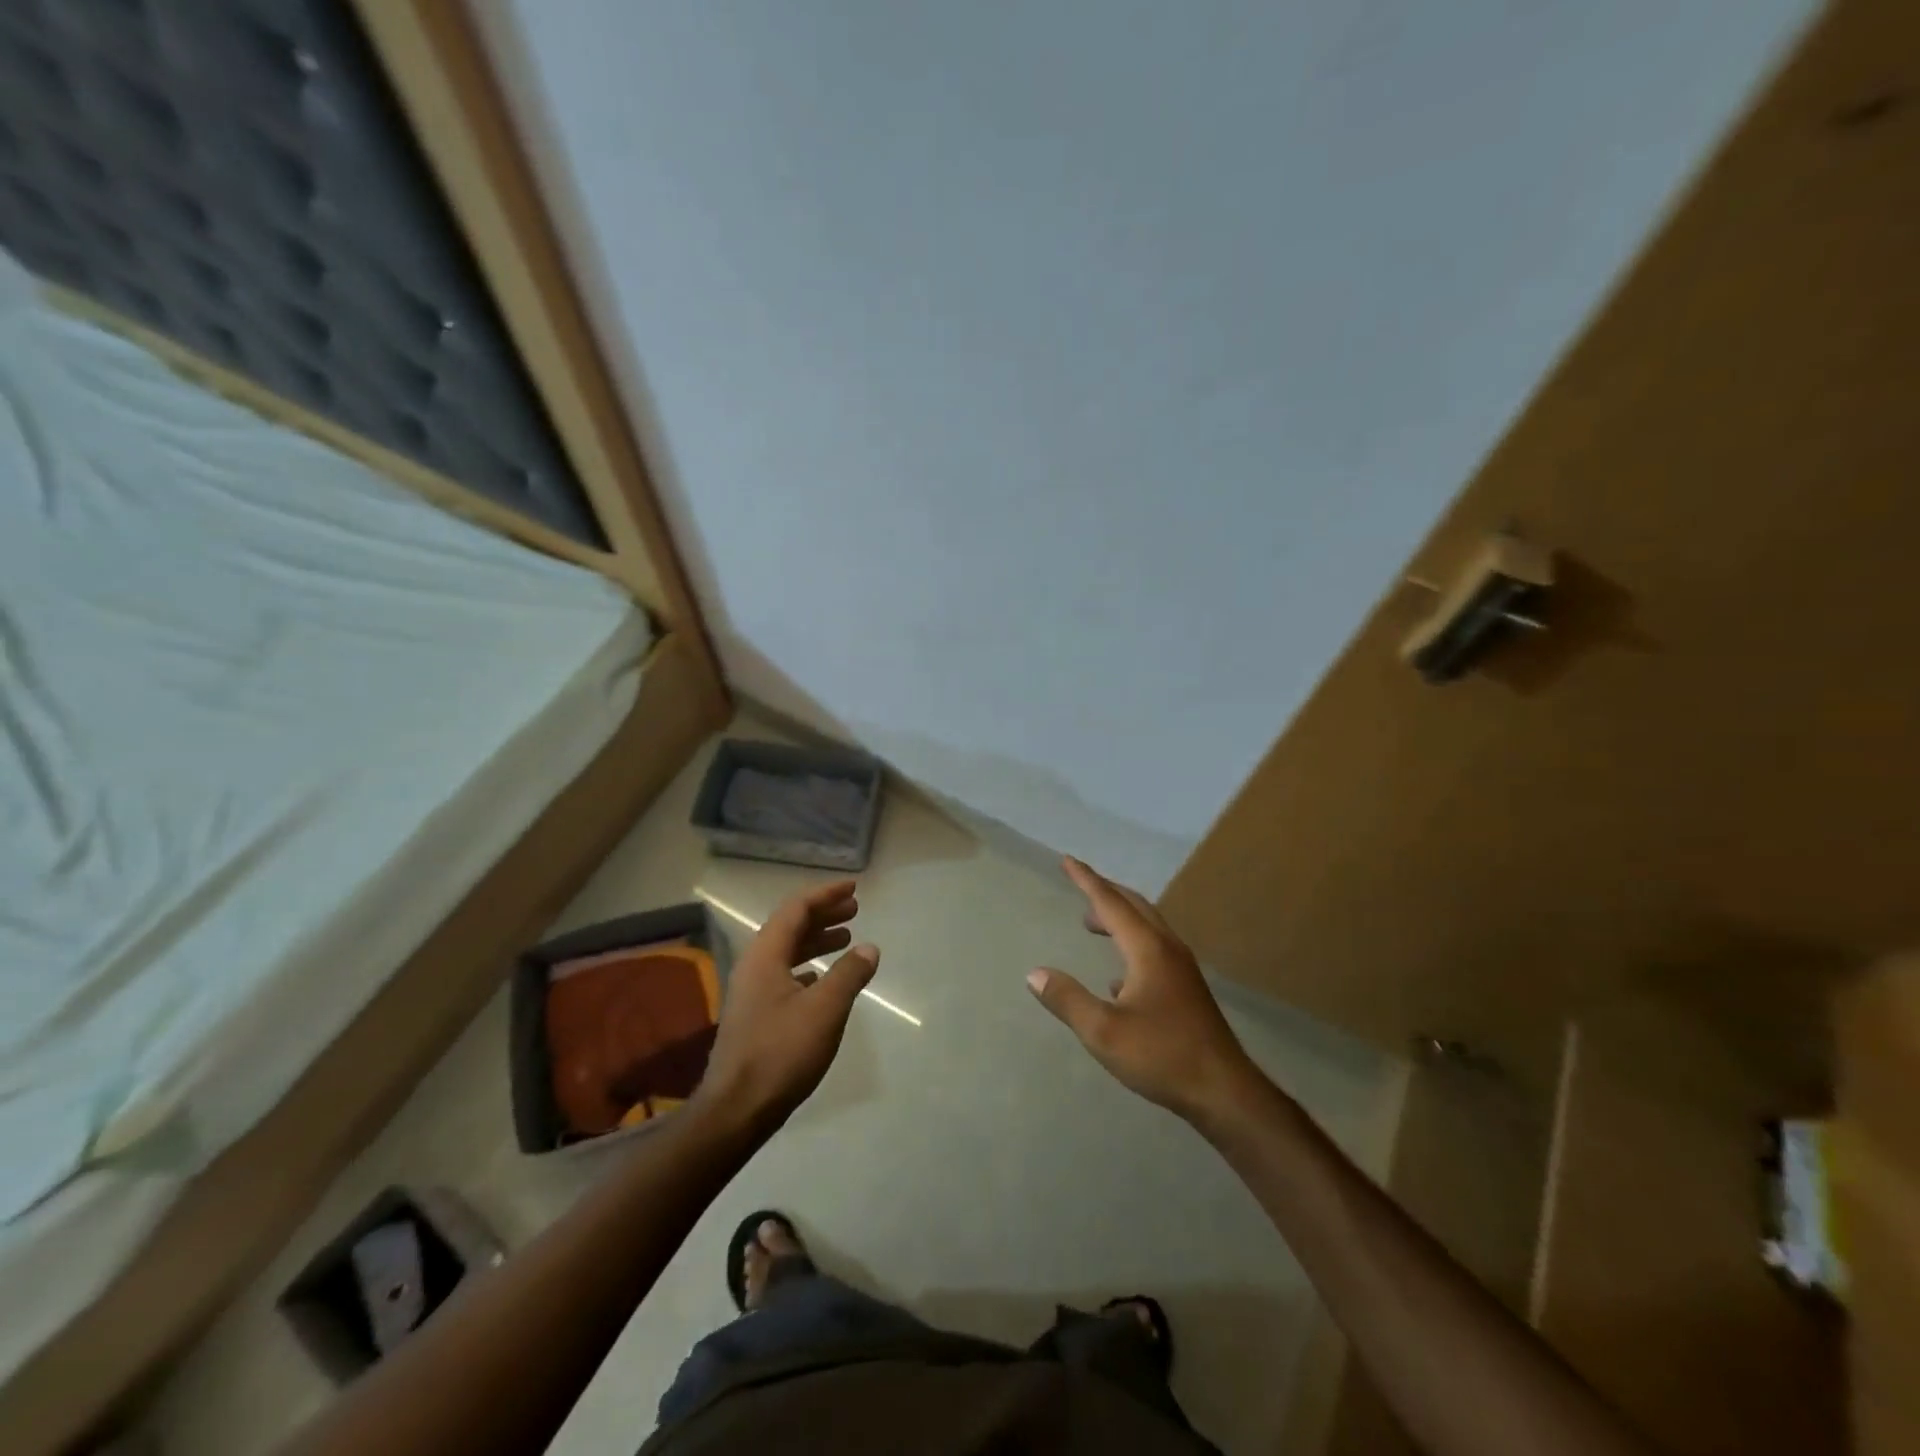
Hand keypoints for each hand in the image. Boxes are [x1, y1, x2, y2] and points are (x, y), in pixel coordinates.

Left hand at [696, 880, 879, 1133]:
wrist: (735, 1111)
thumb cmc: (781, 1053)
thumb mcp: (825, 1010)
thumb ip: (849, 974)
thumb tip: (869, 948)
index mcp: (765, 956)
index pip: (796, 909)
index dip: (825, 895)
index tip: (853, 889)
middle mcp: (754, 966)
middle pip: (790, 927)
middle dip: (823, 915)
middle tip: (855, 910)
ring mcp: (751, 992)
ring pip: (787, 952)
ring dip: (816, 940)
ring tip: (847, 939)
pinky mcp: (755, 1016)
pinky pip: (784, 975)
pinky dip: (808, 967)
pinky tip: (823, 978)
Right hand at [1028, 857, 1263, 1124]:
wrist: (1224, 1091)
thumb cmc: (1162, 1055)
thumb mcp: (1103, 1032)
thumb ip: (1068, 1000)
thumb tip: (1034, 973)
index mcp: (1148, 949)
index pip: (1110, 903)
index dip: (1087, 880)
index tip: (1067, 860)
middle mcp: (1168, 949)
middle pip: (1135, 906)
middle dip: (1106, 893)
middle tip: (1080, 886)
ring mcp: (1182, 969)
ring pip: (1147, 928)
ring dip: (1119, 918)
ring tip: (1094, 926)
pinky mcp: (1188, 990)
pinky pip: (1155, 950)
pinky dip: (1131, 945)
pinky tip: (1118, 978)